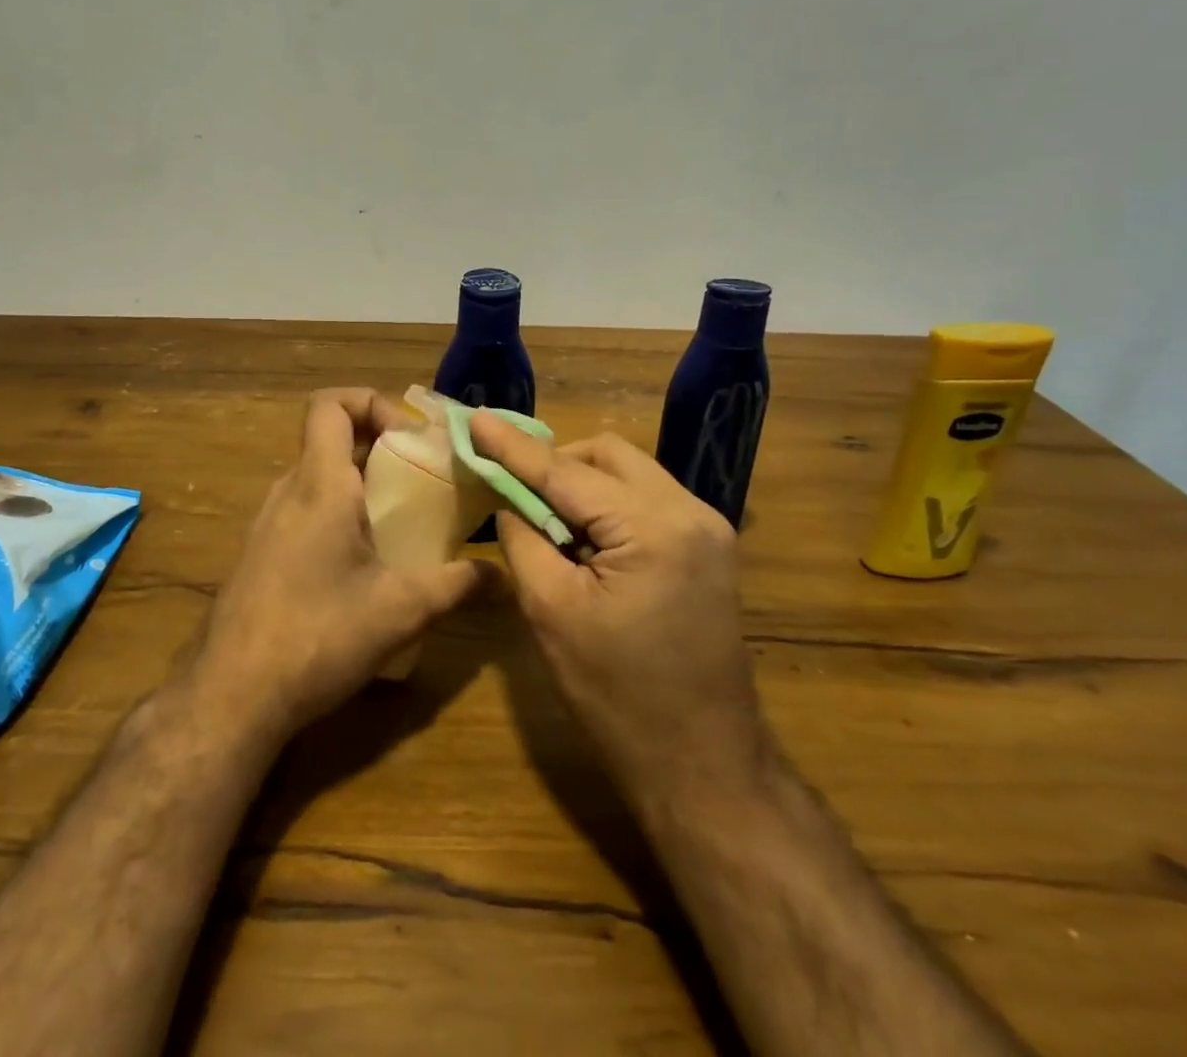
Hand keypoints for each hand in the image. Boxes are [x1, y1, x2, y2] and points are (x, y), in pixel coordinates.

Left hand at [188, 389, 481, 748]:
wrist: (231, 695)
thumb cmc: (318, 635)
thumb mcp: (401, 610)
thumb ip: (456, 585)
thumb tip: (502, 575)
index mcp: (319, 484)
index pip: (330, 404)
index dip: (370, 402)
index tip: (409, 437)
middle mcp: (289, 491)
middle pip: (330, 439)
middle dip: (381, 447)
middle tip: (424, 478)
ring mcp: (268, 523)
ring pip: (319, 478)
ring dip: (361, 484)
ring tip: (404, 519)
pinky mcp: (261, 554)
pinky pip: (305, 511)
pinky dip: (340, 514)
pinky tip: (367, 563)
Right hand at [468, 412, 773, 805]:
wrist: (703, 766)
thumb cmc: (617, 697)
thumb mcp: (551, 613)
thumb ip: (523, 539)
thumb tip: (510, 500)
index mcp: (653, 527)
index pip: (566, 472)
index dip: (514, 448)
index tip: (476, 420)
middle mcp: (690, 511)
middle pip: (608, 454)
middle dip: (556, 463)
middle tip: (514, 492)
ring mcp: (709, 528)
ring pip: (630, 473)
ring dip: (583, 485)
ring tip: (548, 524)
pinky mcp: (710, 548)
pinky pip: (647, 500)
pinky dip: (609, 506)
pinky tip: (585, 541)